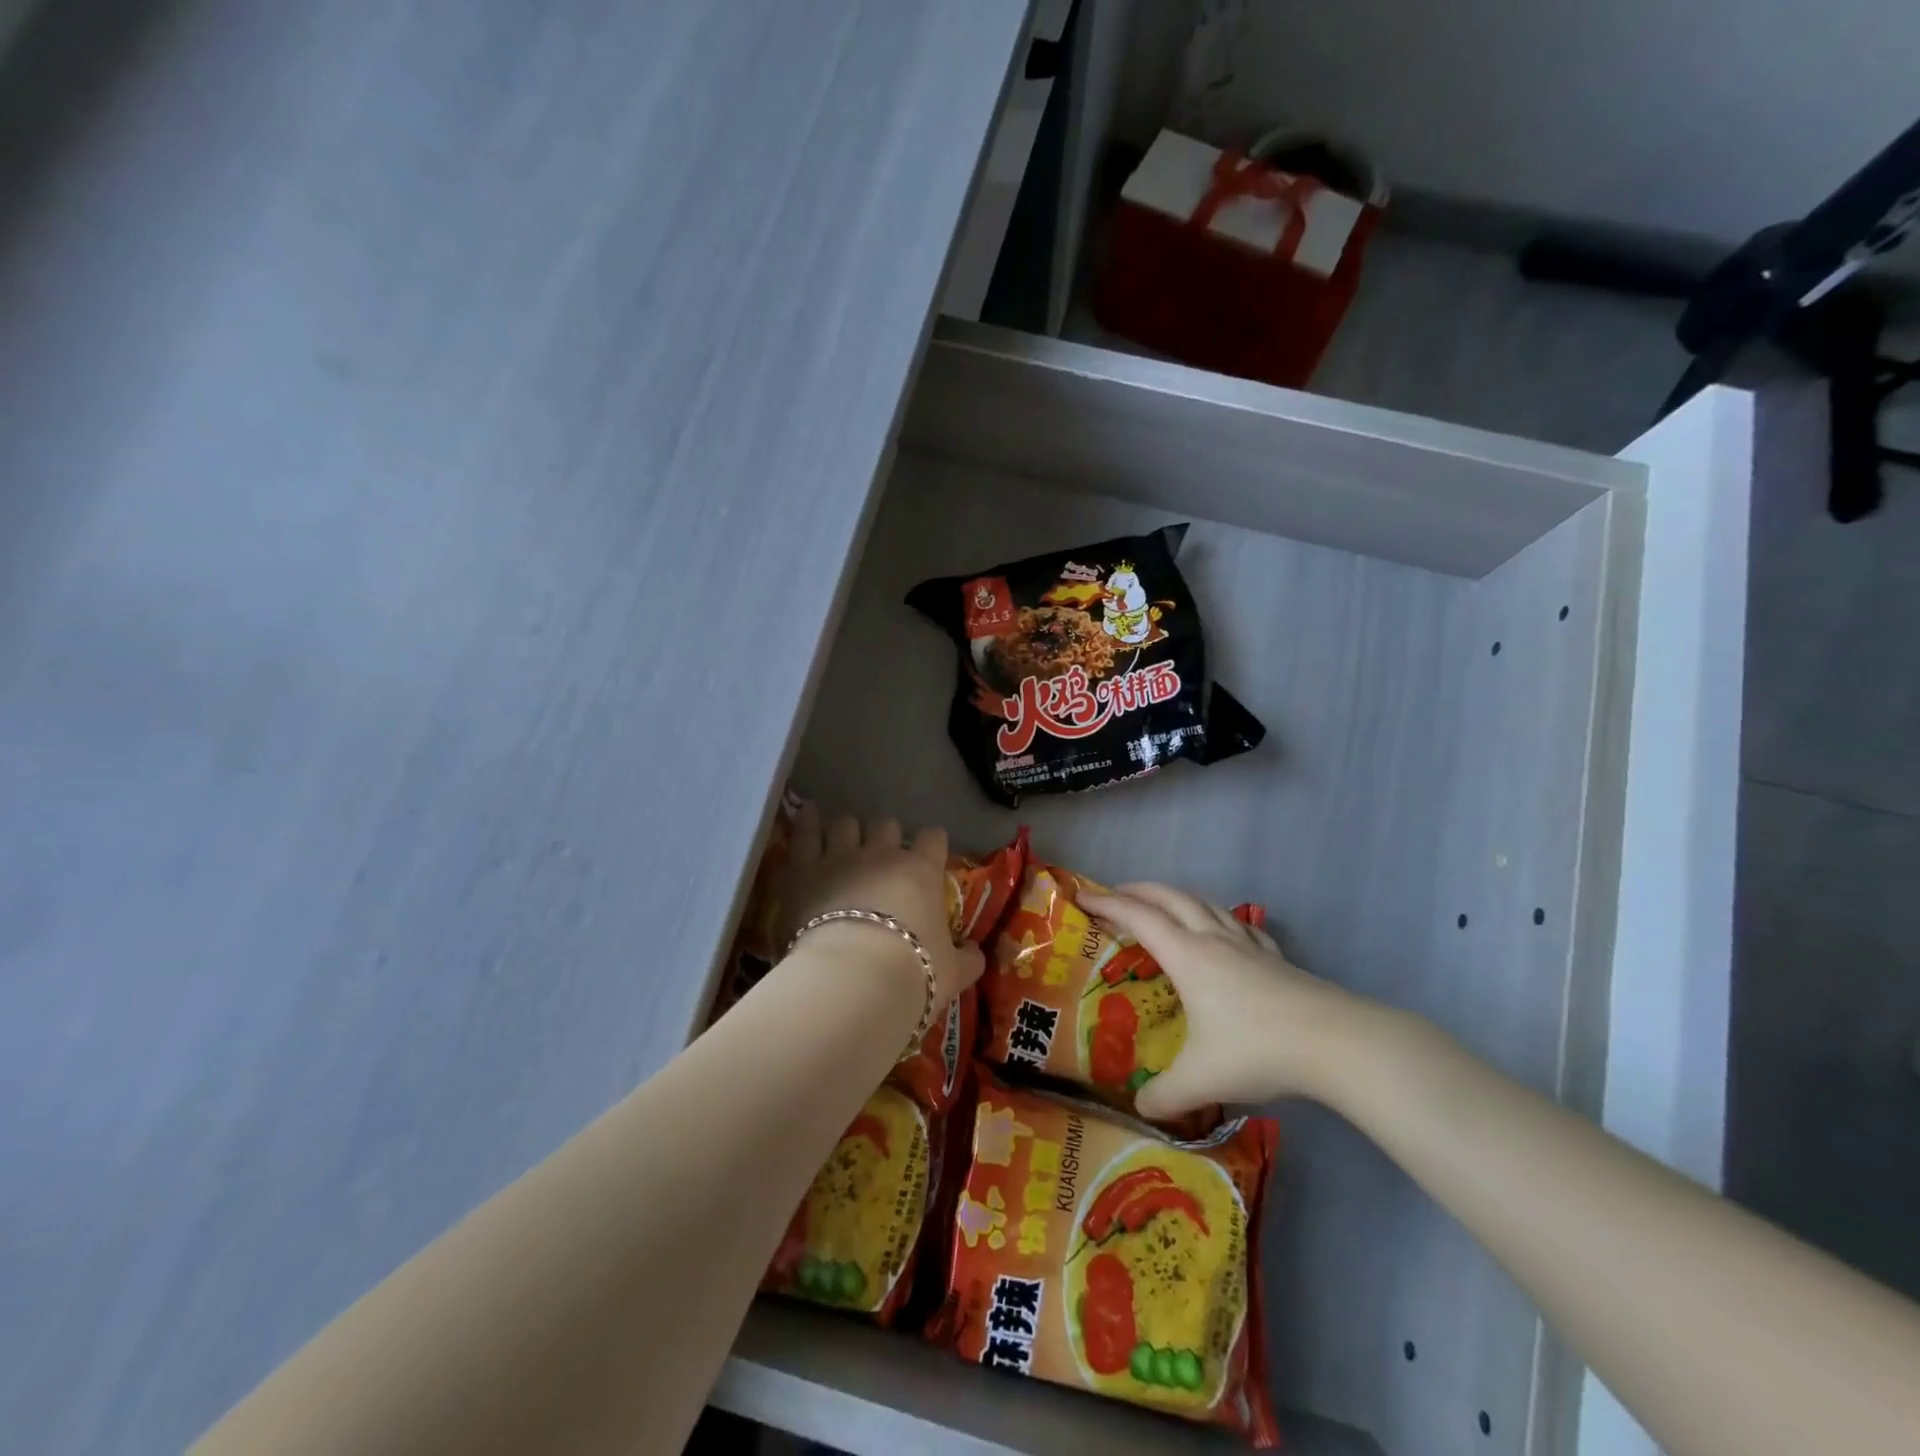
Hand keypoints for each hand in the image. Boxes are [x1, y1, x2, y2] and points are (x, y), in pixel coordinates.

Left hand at [781, 805, 984, 1010]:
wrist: (854, 978)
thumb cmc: (912, 972)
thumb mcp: (953, 972)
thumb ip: (967, 959)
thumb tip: (976, 954)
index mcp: (922, 871)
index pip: (933, 838)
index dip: (931, 844)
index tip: (929, 856)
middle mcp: (883, 854)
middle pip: (886, 825)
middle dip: (885, 837)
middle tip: (881, 858)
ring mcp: (842, 856)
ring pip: (846, 823)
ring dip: (847, 831)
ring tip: (843, 842)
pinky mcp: (805, 867)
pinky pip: (806, 832)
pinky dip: (808, 821)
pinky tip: (809, 813)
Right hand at [1078, 883, 1362, 1117]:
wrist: (1334, 1043)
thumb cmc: (1257, 1049)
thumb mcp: (1201, 1079)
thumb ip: (1165, 1096)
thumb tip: (1141, 1110)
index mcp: (1187, 956)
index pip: (1138, 917)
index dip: (1107, 904)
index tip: (1083, 898)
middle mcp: (1213, 939)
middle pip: (1170, 897)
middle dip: (1138, 890)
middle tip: (1115, 894)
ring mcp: (1248, 944)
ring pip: (1205, 904)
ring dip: (1177, 897)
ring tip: (1164, 906)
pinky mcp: (1275, 957)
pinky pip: (1239, 924)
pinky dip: (1220, 918)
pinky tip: (1226, 932)